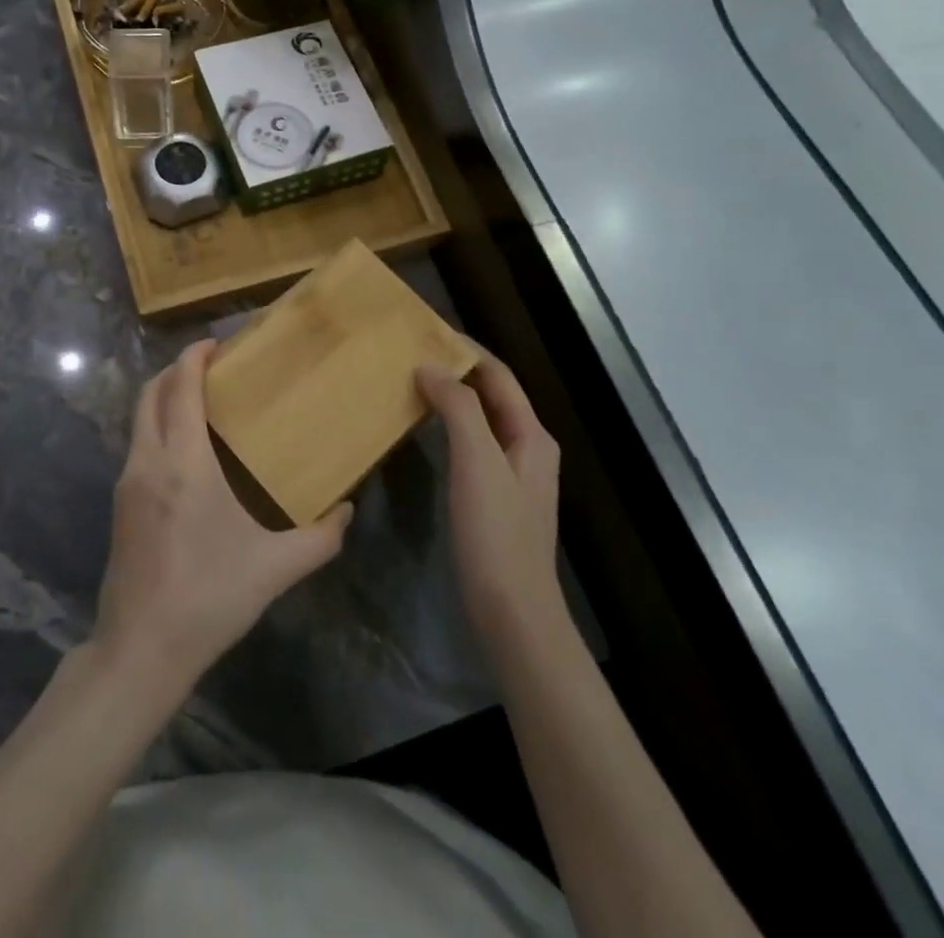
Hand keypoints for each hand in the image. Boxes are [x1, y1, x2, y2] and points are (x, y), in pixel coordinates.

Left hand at [93, 340, 353, 696]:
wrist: (141, 649)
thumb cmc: (209, 597)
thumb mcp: (275, 568)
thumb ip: (320, 537)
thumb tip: (348, 510)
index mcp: (183, 462)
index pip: (181, 388)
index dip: (194, 357)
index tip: (216, 343)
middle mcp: (148, 461)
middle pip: (151, 393)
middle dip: (176, 370)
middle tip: (211, 366)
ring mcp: (127, 482)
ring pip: (139, 418)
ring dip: (164, 398)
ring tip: (201, 402)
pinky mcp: (119, 504)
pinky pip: (137, 444)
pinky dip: (157, 426)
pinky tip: (185, 449)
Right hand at [417, 354, 562, 658]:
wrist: (512, 611)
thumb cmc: (495, 532)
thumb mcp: (477, 462)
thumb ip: (458, 409)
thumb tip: (431, 368)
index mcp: (531, 435)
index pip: (499, 376)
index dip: (467, 350)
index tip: (427, 332)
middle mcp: (527, 448)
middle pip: (491, 395)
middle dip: (457, 371)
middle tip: (412, 355)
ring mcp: (512, 476)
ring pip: (480, 421)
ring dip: (451, 399)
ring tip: (412, 384)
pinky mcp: (495, 498)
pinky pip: (471, 446)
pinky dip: (448, 428)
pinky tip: (424, 431)